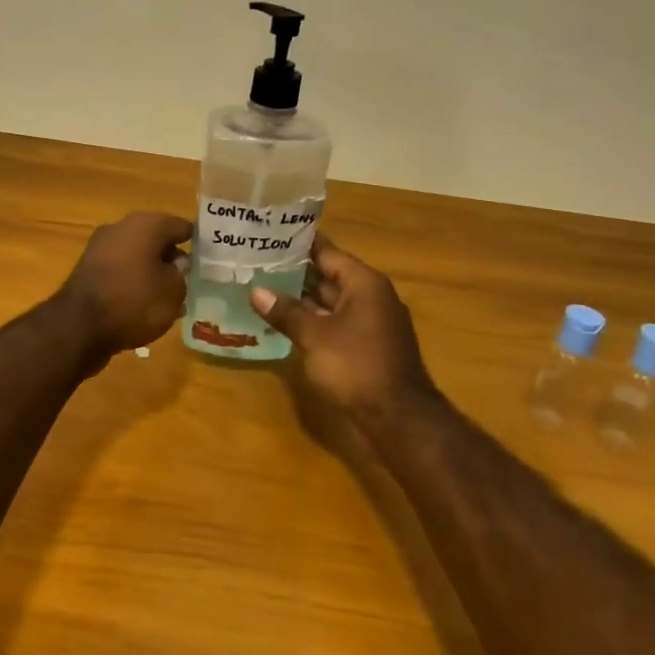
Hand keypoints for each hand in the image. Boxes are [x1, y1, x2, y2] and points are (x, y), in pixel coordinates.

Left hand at [52, 211, 193, 364]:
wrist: (79, 327)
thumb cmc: (135, 302)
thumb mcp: (172, 291)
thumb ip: (181, 274)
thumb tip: (177, 263)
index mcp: (145, 224)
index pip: (180, 226)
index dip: (197, 241)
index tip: (209, 257)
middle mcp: (121, 228)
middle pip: (156, 239)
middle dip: (173, 257)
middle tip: (191, 280)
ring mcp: (100, 248)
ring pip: (137, 255)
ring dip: (153, 271)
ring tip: (171, 298)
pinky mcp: (88, 270)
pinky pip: (121, 271)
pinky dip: (134, 282)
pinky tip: (145, 305)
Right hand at [250, 239, 435, 422]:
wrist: (398, 419)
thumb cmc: (356, 366)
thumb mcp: (314, 336)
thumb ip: (286, 311)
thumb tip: (256, 291)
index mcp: (364, 283)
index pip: (327, 252)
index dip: (298, 244)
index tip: (270, 234)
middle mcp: (371, 296)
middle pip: (329, 275)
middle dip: (295, 271)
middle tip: (257, 261)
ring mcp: (370, 323)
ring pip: (330, 301)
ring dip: (301, 297)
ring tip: (263, 287)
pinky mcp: (366, 346)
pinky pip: (334, 322)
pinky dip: (312, 319)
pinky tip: (284, 321)